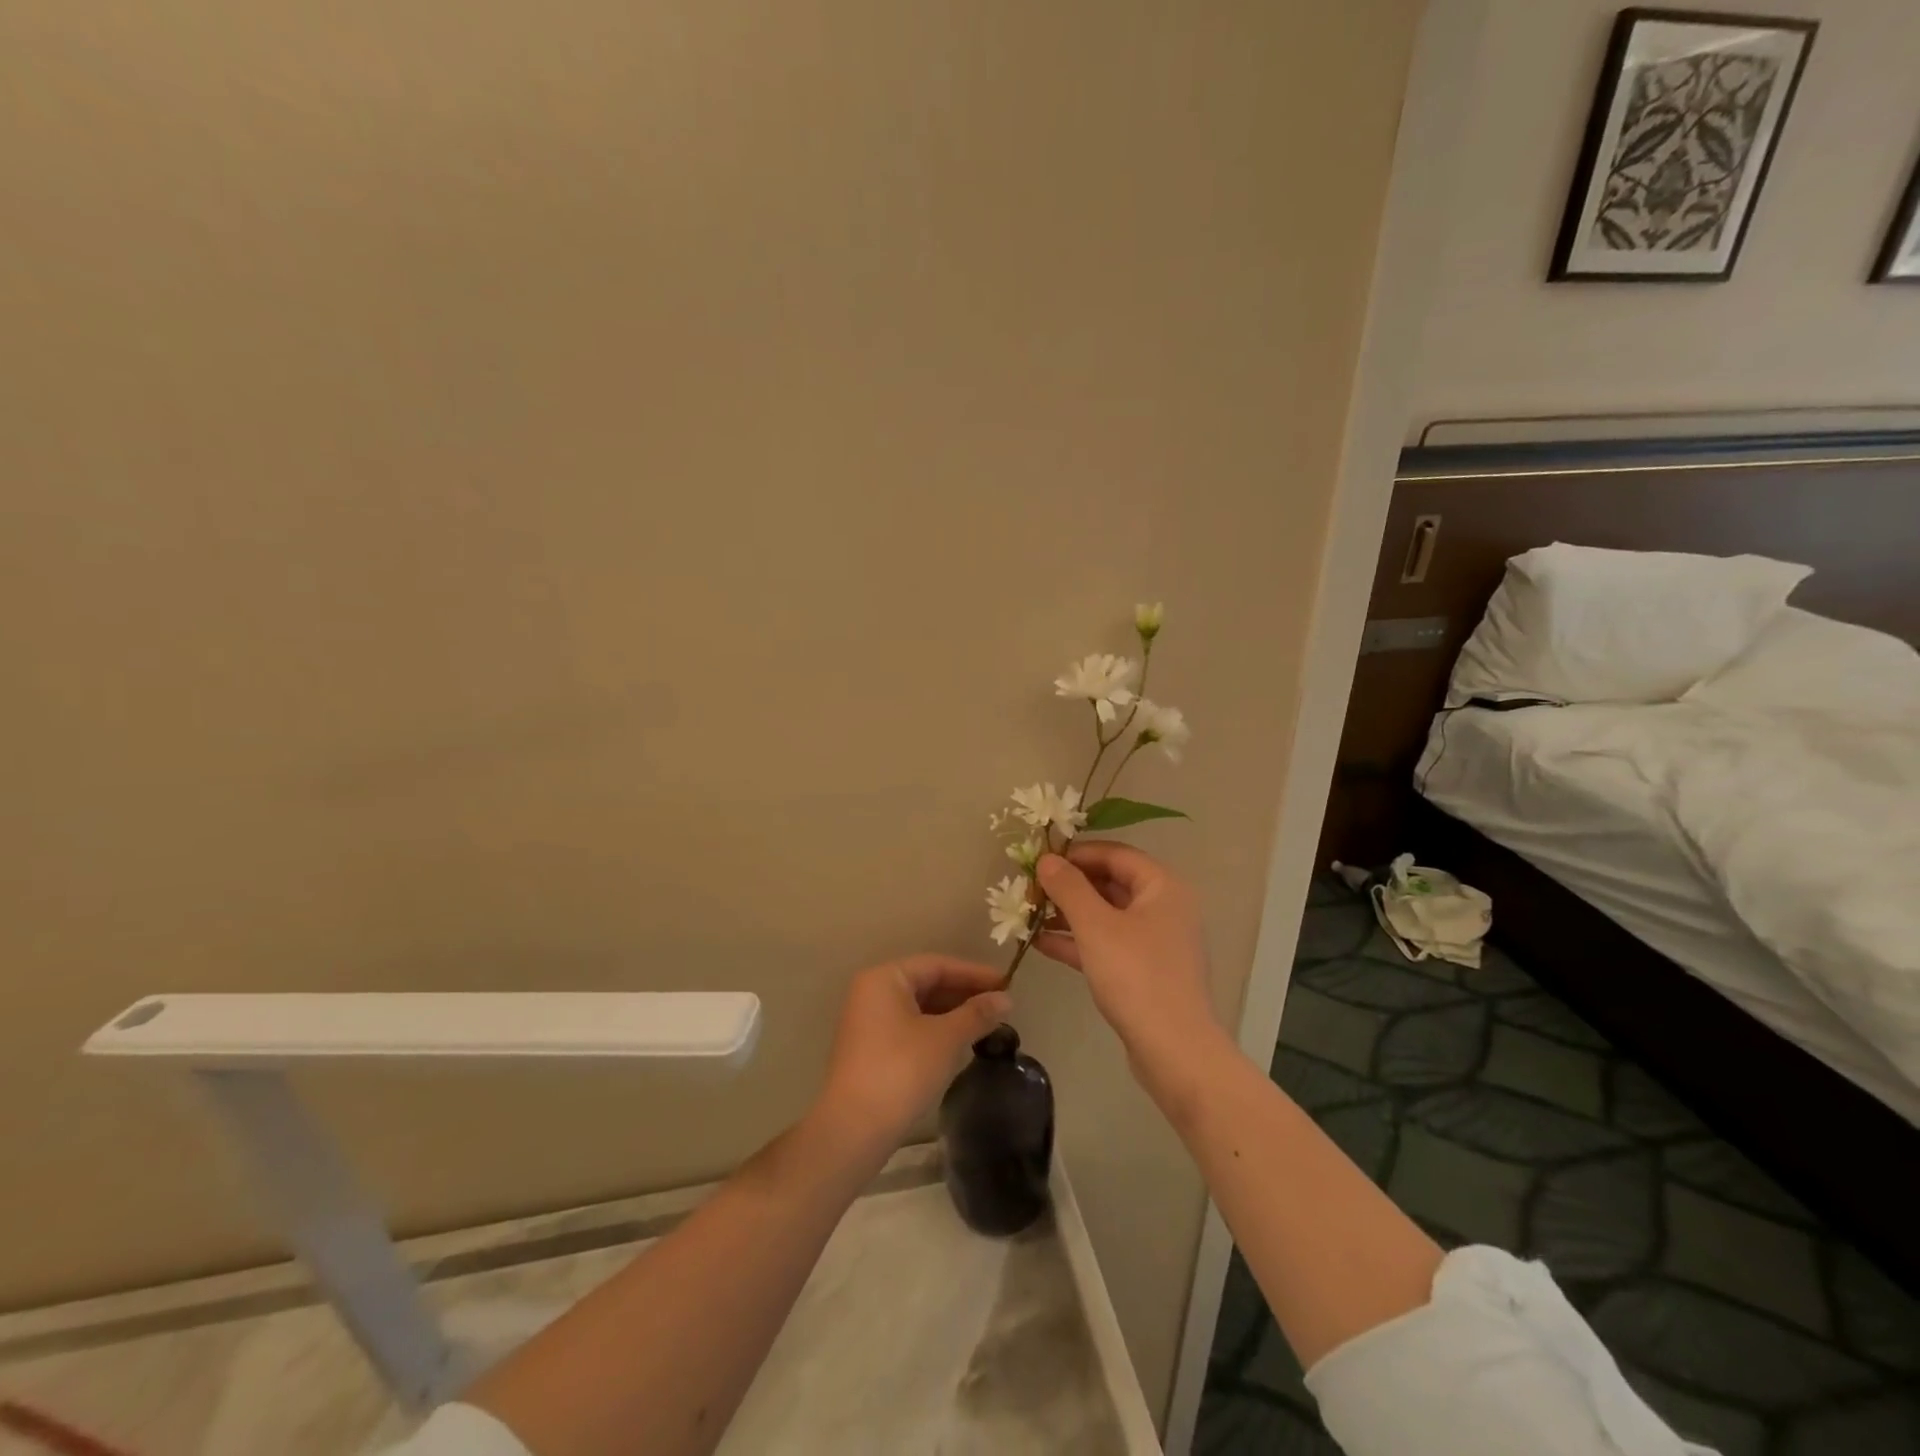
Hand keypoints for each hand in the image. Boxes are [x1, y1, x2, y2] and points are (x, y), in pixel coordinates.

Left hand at [816, 954, 1012, 1151]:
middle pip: (927, 983)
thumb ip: (977, 1014)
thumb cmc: (901, 1070)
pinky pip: (910, 1026)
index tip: (1007, 983)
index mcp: (885, 978)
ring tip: (987, 1024)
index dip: (974, 973)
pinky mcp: (870, 1048)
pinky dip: (936, 1029)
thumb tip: (1006, 999)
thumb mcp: (946, 1039)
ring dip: (952, 1013)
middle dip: (964, 993)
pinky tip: (960, 1042)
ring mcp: (868, 1021)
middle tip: (1000, 1005)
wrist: (853, 1129)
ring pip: (919, 1007)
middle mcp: (872, 992)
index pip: (937, 965)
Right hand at [1034, 843, 1224, 1077]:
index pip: (1116, 854)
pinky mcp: (1145, 971)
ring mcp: (1155, 941)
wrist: (1173, 1050)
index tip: (1041, 859)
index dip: (1077, 853)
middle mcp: (1164, 907)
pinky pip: (1108, 943)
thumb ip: (1068, 887)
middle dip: (1069, 885)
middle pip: (1111, 883)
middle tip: (1031, 888)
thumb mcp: (1095, 926)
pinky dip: (1078, 941)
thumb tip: (1047, 859)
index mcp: (1162, 887)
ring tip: (1029, 913)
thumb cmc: (1136, 975)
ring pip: (1107, 915)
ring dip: (1069, 913)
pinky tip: (1042, 943)